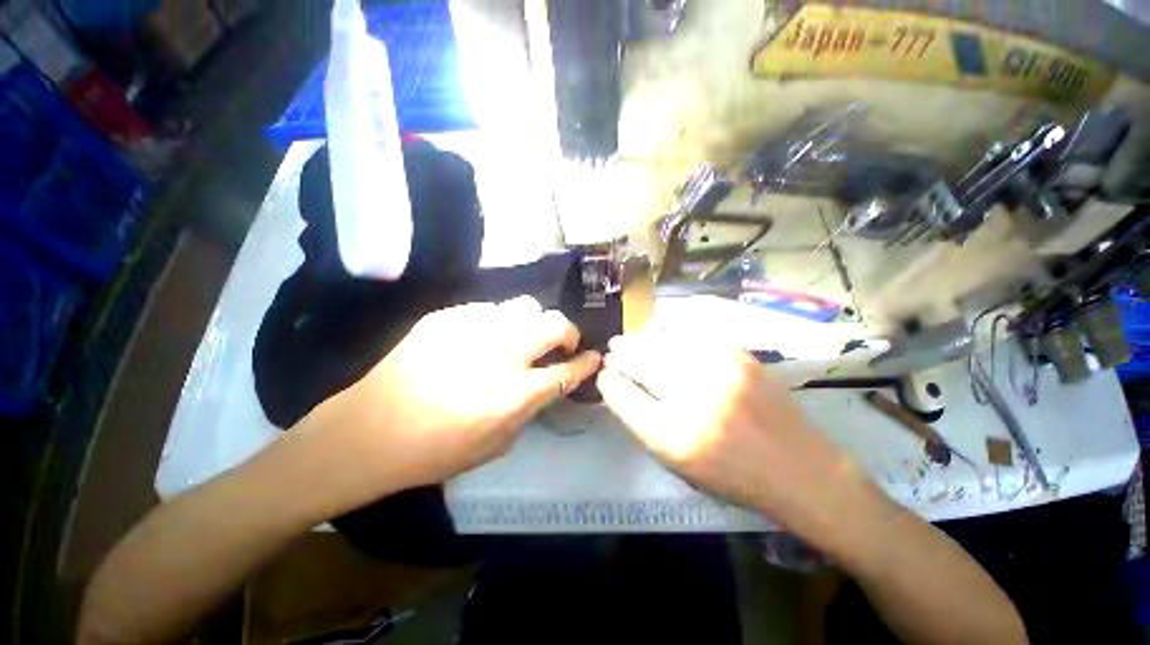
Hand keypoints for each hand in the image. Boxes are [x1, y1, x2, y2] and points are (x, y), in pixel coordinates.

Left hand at [306, 297, 600, 505]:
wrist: (367, 430)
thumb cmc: (434, 451)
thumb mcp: (496, 445)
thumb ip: (529, 410)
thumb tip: (545, 384)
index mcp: (514, 394)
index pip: (567, 371)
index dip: (586, 363)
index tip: (593, 357)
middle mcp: (500, 354)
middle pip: (553, 323)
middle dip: (567, 331)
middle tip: (561, 344)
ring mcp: (472, 329)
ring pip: (524, 306)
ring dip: (533, 323)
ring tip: (521, 339)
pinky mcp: (447, 317)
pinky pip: (488, 309)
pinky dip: (498, 322)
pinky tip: (483, 339)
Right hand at [598, 330, 872, 539]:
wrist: (797, 466)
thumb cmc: (730, 474)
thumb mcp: (676, 462)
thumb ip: (641, 422)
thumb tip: (617, 386)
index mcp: (673, 436)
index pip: (622, 395)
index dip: (608, 381)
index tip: (603, 375)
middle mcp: (693, 399)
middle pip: (639, 363)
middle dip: (619, 355)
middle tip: (612, 352)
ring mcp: (718, 371)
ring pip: (661, 343)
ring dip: (639, 340)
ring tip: (629, 341)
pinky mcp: (738, 354)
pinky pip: (690, 332)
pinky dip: (669, 331)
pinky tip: (661, 334)